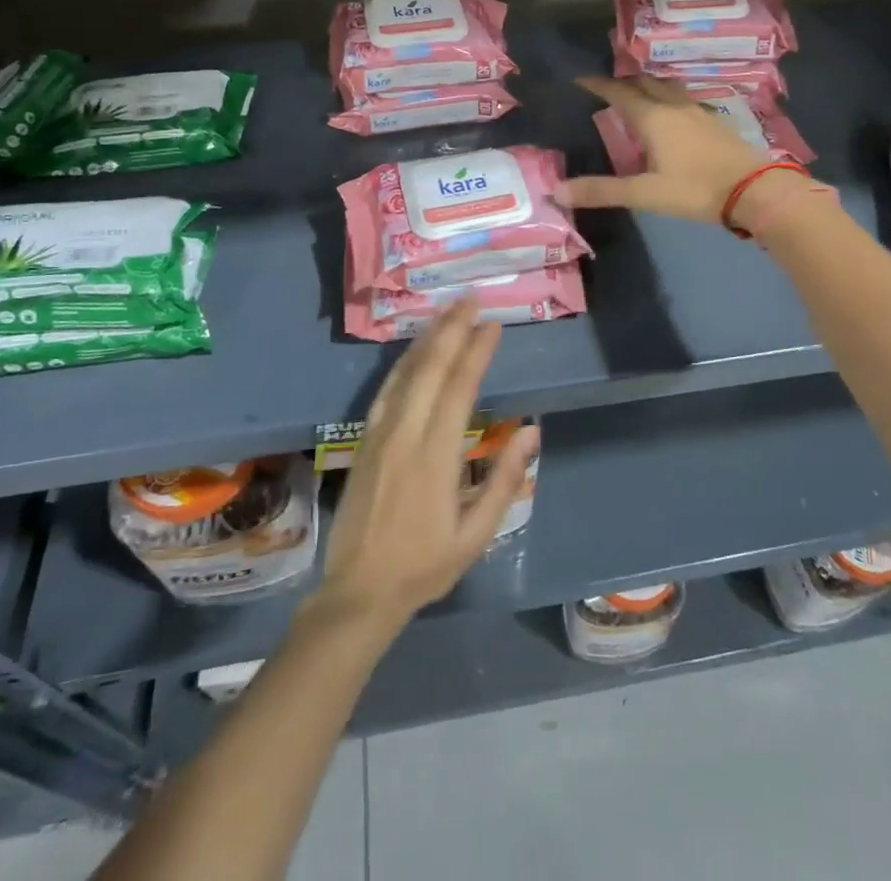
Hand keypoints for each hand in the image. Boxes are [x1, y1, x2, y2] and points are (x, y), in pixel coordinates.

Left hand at [316, 302, 538, 632]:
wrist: (358, 591)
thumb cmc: (425, 565)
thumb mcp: (476, 535)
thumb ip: (504, 481)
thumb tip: (532, 432)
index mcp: (435, 456)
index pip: (459, 389)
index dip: (476, 352)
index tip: (493, 325)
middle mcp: (405, 434)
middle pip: (430, 369)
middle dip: (451, 330)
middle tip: (470, 300)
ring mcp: (379, 434)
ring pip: (405, 374)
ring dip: (427, 339)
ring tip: (446, 312)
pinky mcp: (363, 440)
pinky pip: (386, 390)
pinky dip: (403, 363)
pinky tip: (414, 350)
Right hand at [557, 75, 782, 222]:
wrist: (754, 190)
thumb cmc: (695, 190)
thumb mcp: (644, 194)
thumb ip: (601, 191)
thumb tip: (556, 191)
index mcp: (653, 118)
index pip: (619, 92)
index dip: (598, 85)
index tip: (580, 79)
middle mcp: (674, 106)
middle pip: (645, 82)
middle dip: (623, 80)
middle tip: (607, 85)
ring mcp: (698, 111)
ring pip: (668, 87)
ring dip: (649, 85)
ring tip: (637, 92)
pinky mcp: (715, 121)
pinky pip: (684, 98)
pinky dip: (669, 97)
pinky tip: (673, 112)